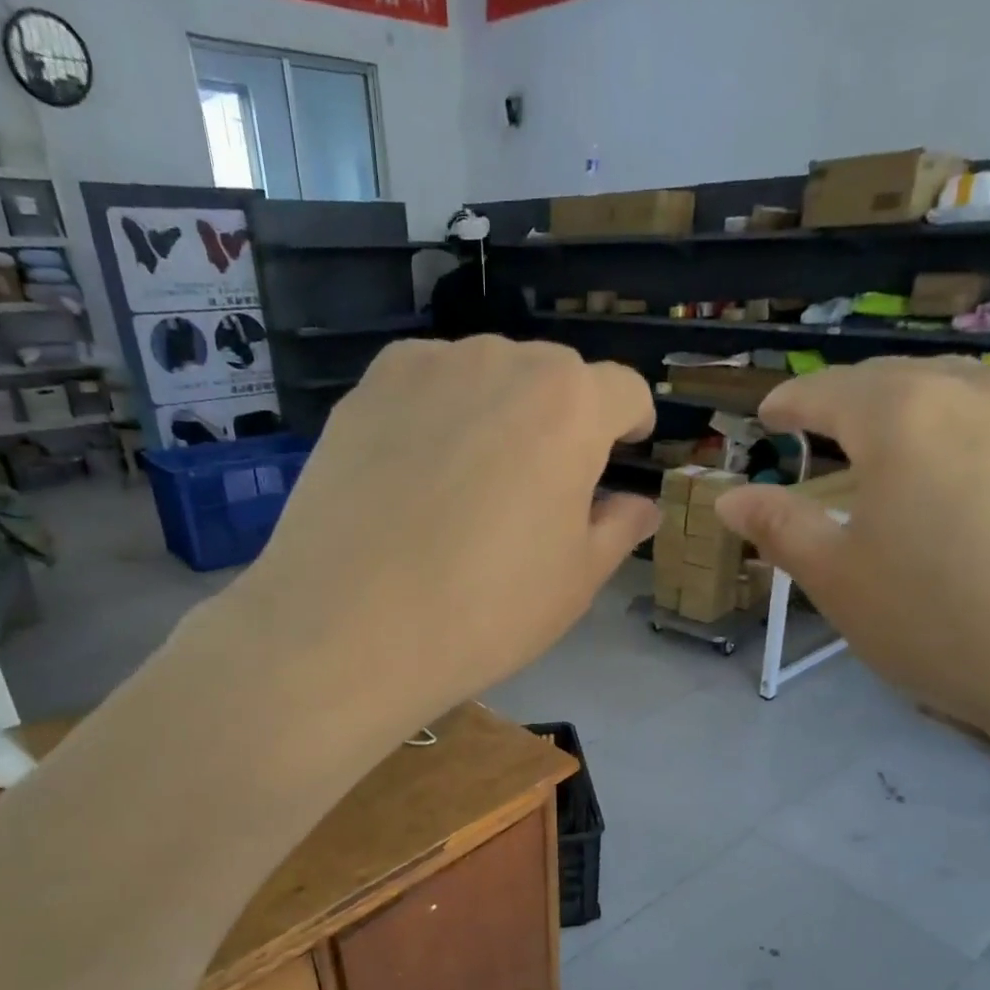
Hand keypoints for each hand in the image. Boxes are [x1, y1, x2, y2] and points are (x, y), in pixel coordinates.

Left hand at [229, 337, 658, 731]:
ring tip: (474, 483)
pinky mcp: (364, 390)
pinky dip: (439, 415)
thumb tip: (640, 506)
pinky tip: (418, 474)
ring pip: (486, 376)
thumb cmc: (486, 610)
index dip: (631, 424)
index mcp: (570, 405)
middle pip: (554, 377)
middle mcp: (501, 361)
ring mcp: (425, 368)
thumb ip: (617, 529)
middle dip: (564, 420)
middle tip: (543, 487)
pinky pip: (425, 387)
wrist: (350, 628)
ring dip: (499, 413)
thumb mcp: (575, 580)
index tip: (624, 454)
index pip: (623, 391)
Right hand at [715, 358, 989, 749]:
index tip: (767, 415)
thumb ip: (779, 526)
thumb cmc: (940, 620)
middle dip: (845, 399)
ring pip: (952, 390)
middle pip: (892, 379)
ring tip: (883, 442)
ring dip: (906, 407)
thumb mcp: (838, 579)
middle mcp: (974, 390)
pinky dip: (958, 428)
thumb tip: (729, 497)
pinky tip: (957, 468)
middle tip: (815, 428)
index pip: (827, 391)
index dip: (790, 402)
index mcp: (903, 415)